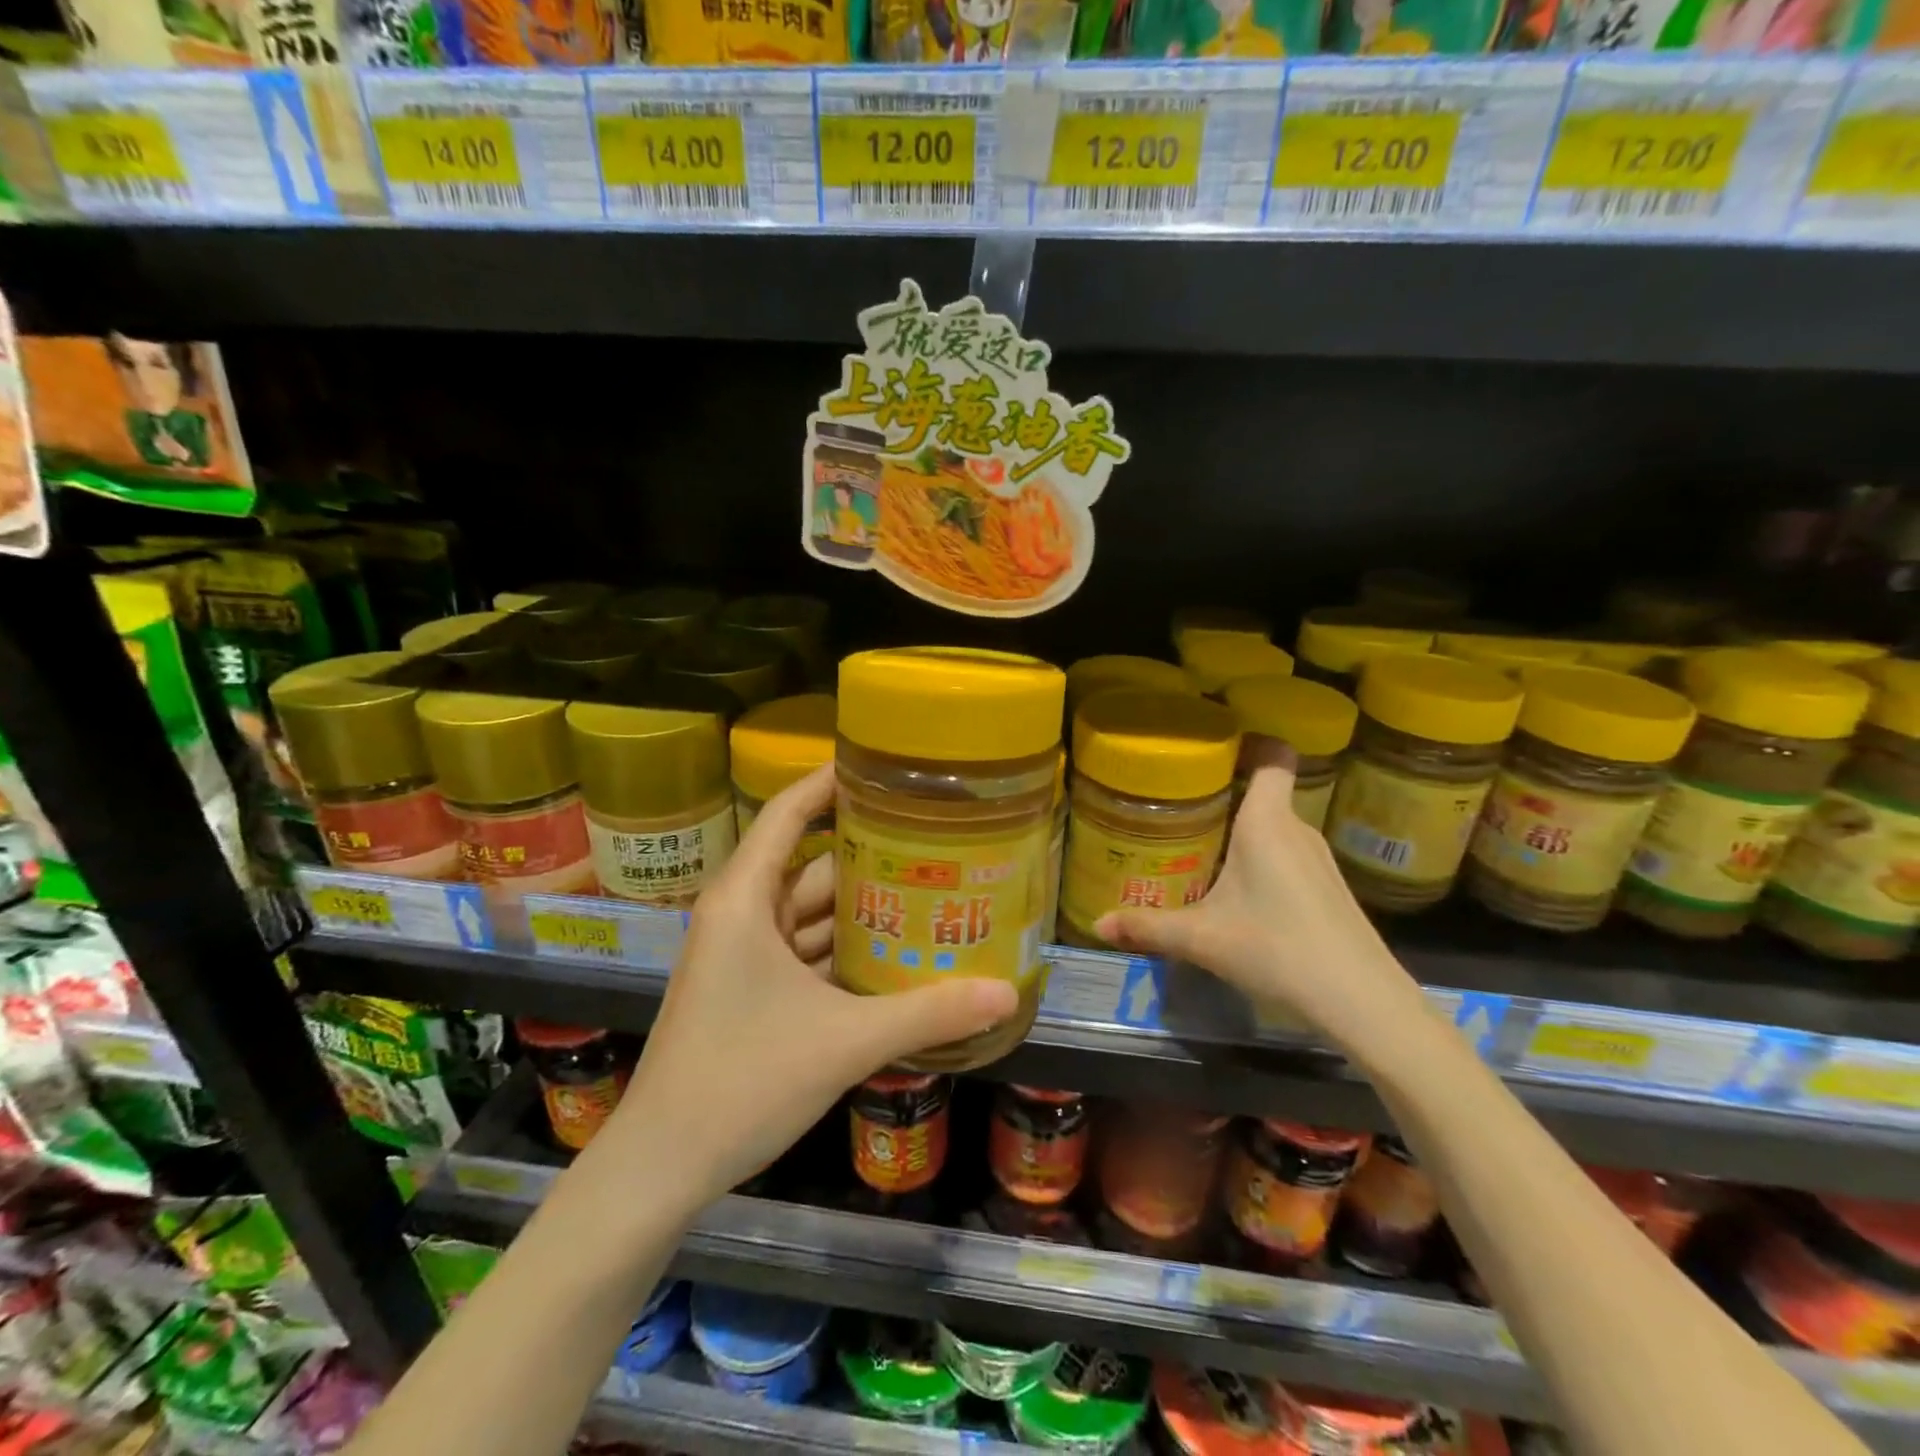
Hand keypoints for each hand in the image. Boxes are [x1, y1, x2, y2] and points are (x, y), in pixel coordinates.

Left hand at [598, 764, 1016, 1207]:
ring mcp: (744, 954)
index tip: (886, 767)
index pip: (790, 812)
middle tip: (936, 836)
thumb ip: (927, 1014)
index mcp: (745, 899)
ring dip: (863, 906)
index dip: (832, 781)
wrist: (662, 1166)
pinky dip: (846, 948)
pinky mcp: (751, 989)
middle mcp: (742, 913)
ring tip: (930, 889)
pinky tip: (896, 954)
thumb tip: (1005, 993)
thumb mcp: (844, 1042)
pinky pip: (807, 950)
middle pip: (811, 862)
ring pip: (812, 911)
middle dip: (870, 851)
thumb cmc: (741, 1081)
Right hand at [1092, 750, 1424, 1045]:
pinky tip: (1239, 893)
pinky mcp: (1329, 888)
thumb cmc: (1277, 949)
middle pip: (1264, 793)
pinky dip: (1262, 859)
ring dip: (1242, 832)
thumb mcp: (1201, 939)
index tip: (1212, 749)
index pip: (1273, 755)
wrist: (1362, 1002)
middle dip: (1224, 795)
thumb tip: (1097, 923)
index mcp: (1267, 822)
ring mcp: (1319, 860)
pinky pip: (1288, 854)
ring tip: (1200, 848)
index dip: (1249, 742)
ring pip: (1275, 827)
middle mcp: (1297, 829)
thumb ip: (1147, 926)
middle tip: (1179, 808)